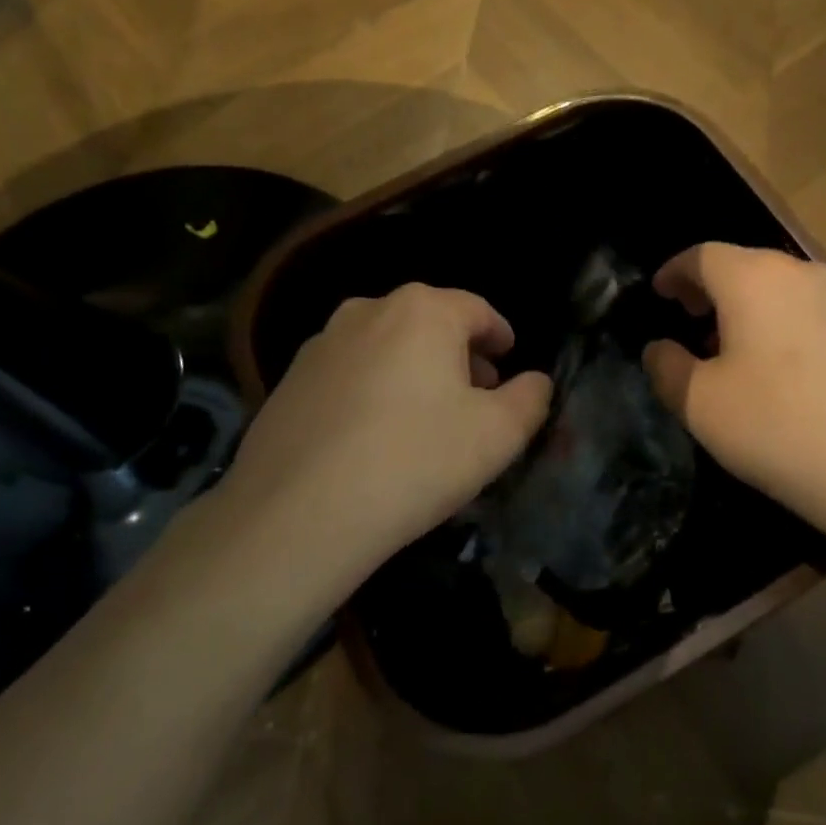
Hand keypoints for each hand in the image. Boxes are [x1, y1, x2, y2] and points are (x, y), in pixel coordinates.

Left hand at [212, 285, 551, 598]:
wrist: (299, 514)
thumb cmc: (416, 461)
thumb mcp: (498, 435)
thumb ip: (531, 399)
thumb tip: (535, 381)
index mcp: (423, 311)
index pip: (478, 310)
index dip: (500, 336)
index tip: (510, 361)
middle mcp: (368, 310)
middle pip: (429, 324)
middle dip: (458, 355)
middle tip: (475, 397)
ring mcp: (321, 344)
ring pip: (386, 346)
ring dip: (414, 371)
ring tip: (425, 419)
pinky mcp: (289, 380)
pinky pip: (350, 374)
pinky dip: (373, 390)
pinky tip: (375, 437)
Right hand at [642, 244, 825, 547]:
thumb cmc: (780, 426)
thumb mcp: (701, 404)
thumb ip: (667, 369)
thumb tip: (659, 349)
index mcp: (754, 278)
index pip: (701, 255)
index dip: (673, 272)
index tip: (658, 293)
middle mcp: (802, 274)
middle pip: (744, 267)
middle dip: (710, 290)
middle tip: (689, 321)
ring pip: (780, 292)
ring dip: (748, 311)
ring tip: (732, 352)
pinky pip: (812, 316)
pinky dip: (783, 329)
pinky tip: (782, 374)